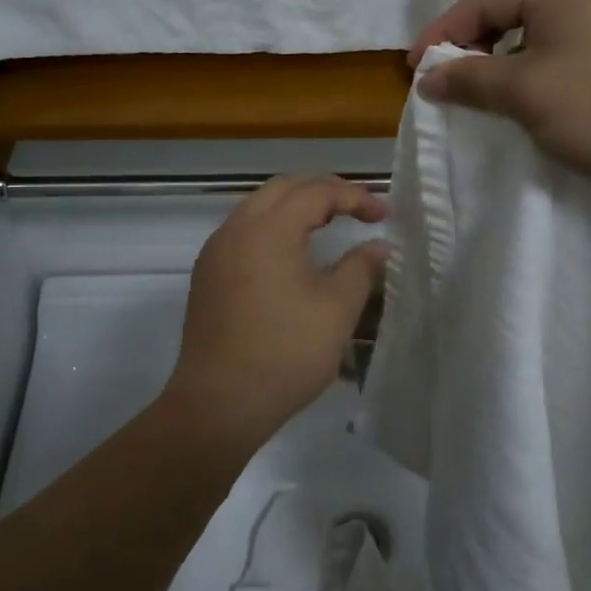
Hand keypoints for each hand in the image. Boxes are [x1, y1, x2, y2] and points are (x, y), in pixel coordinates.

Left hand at [167, 175, 388, 451]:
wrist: (219, 401)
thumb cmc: (285, 353)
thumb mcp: (336, 310)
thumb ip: (360, 268)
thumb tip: (379, 246)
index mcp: (268, 229)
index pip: (316, 192)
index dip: (354, 196)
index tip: (383, 214)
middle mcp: (236, 228)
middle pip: (283, 188)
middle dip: (323, 191)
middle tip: (356, 209)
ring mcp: (216, 251)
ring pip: (258, 207)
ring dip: (295, 207)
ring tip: (328, 224)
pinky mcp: (207, 274)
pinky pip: (243, 231)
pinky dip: (272, 228)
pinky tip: (292, 254)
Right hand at [409, 0, 590, 197]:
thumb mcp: (525, 94)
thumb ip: (470, 80)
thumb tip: (427, 78)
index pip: (483, 1)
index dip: (442, 34)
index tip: (414, 69)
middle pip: (508, 13)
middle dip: (471, 48)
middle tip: (444, 83)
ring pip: (534, 35)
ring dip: (500, 64)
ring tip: (477, 96)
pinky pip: (561, 52)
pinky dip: (532, 72)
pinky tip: (524, 101)